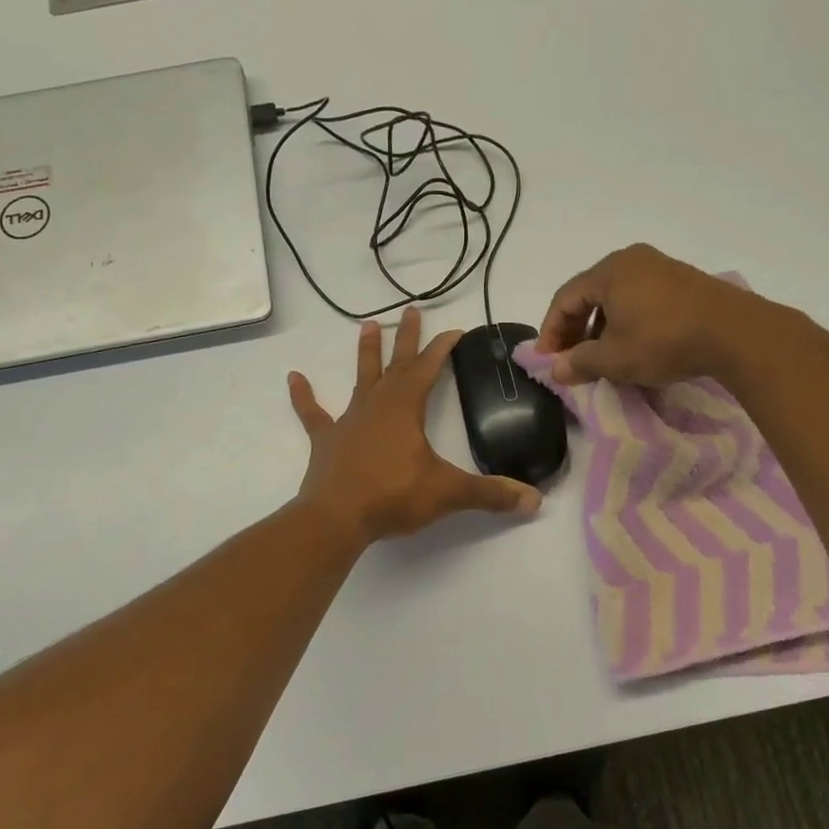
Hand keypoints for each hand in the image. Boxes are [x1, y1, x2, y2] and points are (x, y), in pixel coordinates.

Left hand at [290, 307, 541, 544]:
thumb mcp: (448, 494)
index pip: (427, 369)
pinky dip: (303, 396)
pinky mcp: (326, 441)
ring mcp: (348, 421)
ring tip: (368, 324)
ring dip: (366, 353)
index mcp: (405, 409)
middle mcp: (377, 406)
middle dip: (406, 338)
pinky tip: (294, 377)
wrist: (336, 518)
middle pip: (395, 364)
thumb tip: (534, 501)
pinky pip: (313, 414)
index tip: (455, 331)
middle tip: (411, 309)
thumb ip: (490, 495)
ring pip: (360, 379)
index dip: (442, 348)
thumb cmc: (393, 497)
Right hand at [535, 243, 760, 386]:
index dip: (550, 331)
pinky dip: (626, 321)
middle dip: (575, 329)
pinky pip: (640, 298)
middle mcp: (632, 260)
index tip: (548, 360)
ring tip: (600, 357)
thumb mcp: (614, 358)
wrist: (735, 333)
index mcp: (609, 271)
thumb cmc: (663, 340)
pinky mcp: (683, 281)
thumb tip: (556, 370)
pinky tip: (632, 346)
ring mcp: (660, 268)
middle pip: (589, 294)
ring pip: (616, 297)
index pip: (564, 298)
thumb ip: (580, 362)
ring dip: (601, 327)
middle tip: (570, 359)